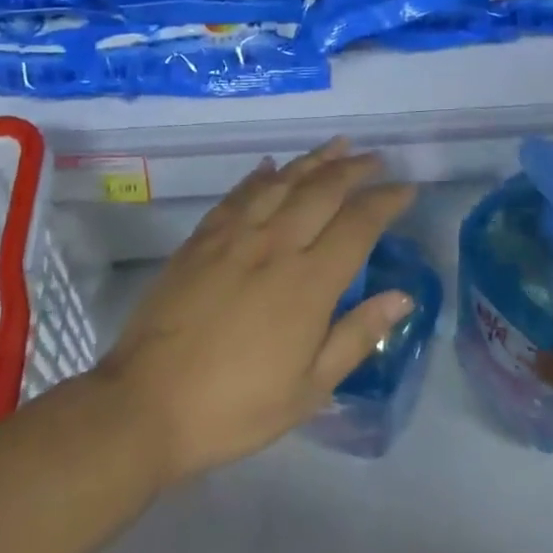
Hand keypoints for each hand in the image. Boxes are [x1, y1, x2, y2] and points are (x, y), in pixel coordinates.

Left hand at [100, 139, 416, 485]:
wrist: (145, 405)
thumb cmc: (236, 407)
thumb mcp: (310, 388)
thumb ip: (358, 335)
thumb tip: (403, 297)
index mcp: (309, 282)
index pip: (359, 224)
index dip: (387, 201)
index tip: (406, 188)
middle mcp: (275, 246)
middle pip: (322, 190)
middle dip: (354, 169)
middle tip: (375, 159)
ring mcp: (233, 238)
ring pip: (281, 183)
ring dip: (313, 161)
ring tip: (336, 146)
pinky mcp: (199, 241)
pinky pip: (237, 196)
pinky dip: (259, 176)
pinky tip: (271, 167)